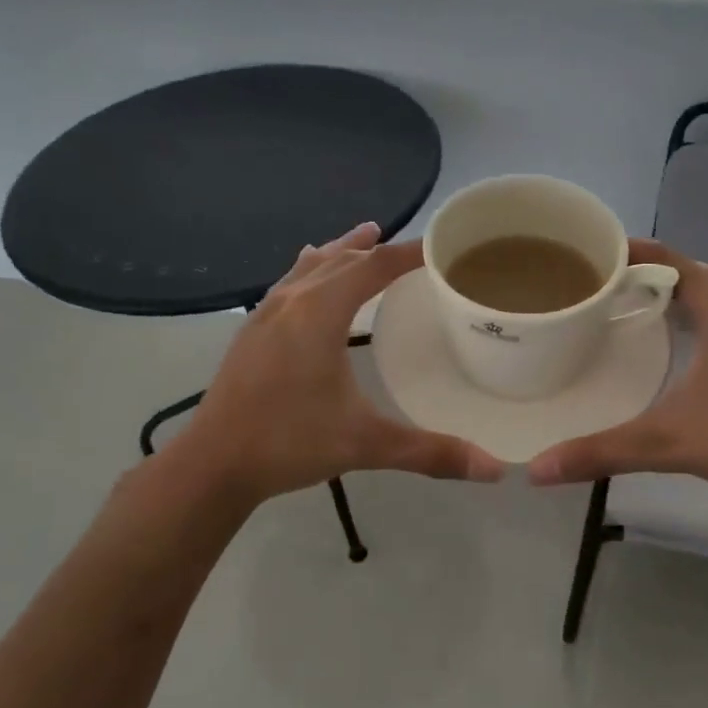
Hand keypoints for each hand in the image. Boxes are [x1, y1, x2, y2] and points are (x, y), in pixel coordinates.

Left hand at [157, 223, 503, 505]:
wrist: (212, 463)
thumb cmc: (289, 443)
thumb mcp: (365, 444)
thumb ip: (431, 453)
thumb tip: (496, 471)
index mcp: (319, 313)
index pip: (374, 267)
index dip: (409, 253)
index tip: (442, 246)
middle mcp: (291, 300)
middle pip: (341, 258)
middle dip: (378, 248)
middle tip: (413, 246)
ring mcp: (265, 312)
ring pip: (310, 265)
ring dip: (342, 251)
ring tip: (365, 235)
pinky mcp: (251, 330)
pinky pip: (290, 282)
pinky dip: (313, 269)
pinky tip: (308, 276)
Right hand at [525, 240, 707, 506]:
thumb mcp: (664, 442)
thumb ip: (600, 451)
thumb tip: (538, 471)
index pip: (672, 259)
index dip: (634, 252)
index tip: (595, 254)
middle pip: (694, 273)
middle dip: (651, 275)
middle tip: (605, 287)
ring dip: (680, 296)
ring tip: (633, 310)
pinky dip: (702, 316)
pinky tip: (681, 344)